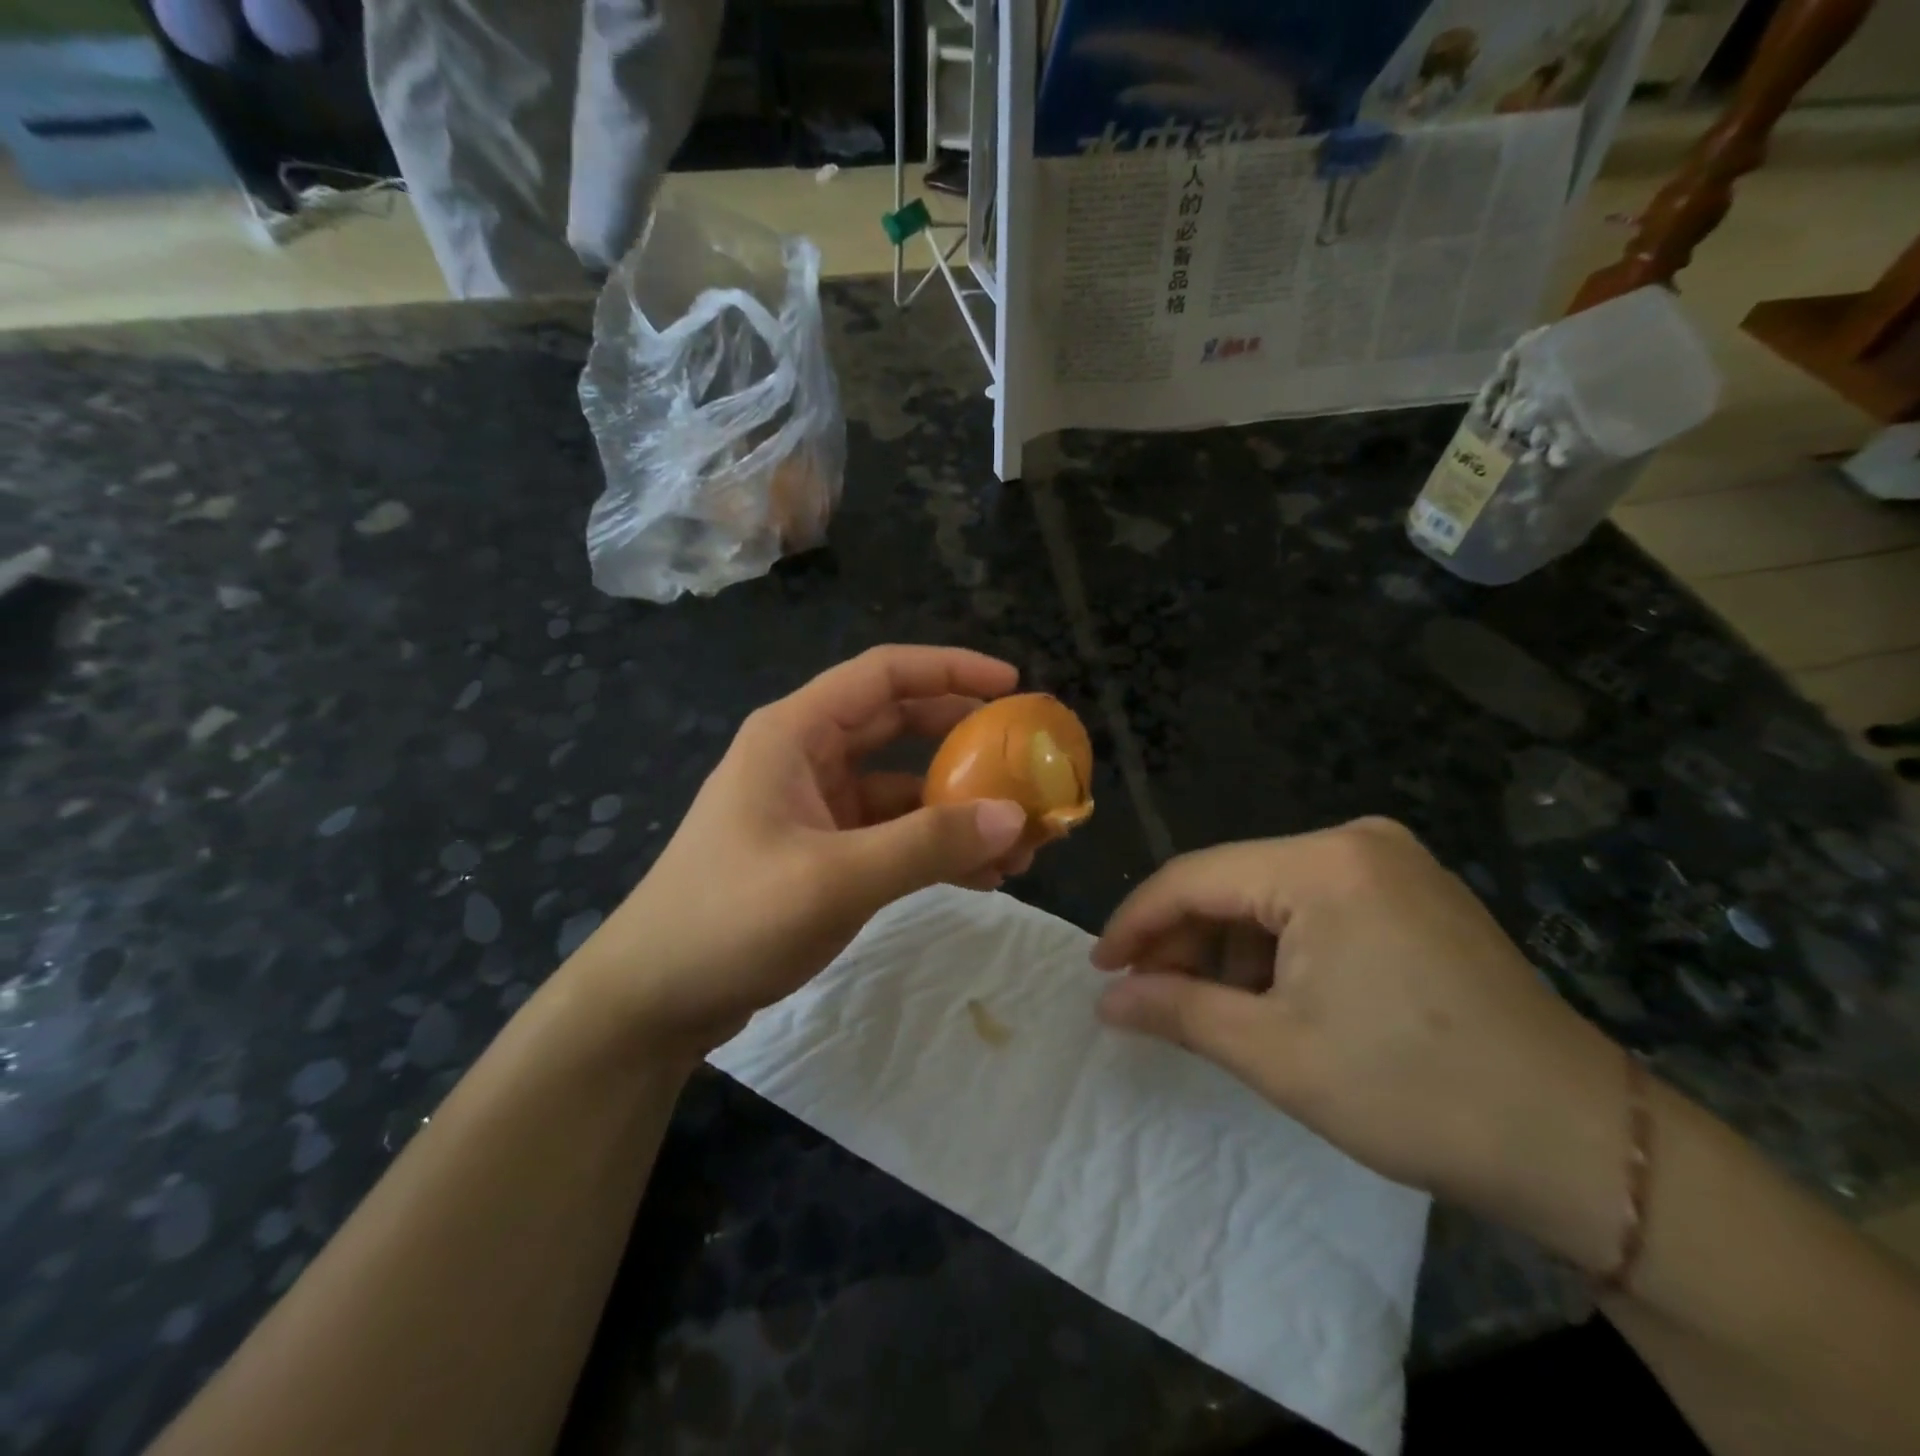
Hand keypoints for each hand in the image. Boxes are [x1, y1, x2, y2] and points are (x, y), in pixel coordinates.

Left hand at [570, 646, 1034, 1057]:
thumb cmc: (729, 919)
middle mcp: (807, 757)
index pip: (883, 674)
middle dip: (965, 741)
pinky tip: (983, 875)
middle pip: (899, 724)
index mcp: (795, 733)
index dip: (951, 669)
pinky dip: (934, 847)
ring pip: (902, 786)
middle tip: (1025, 760)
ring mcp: (816, 807)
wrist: (654, 999)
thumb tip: (1015, 816)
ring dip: (958, 806)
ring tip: (1021, 839)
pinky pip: (892, 834)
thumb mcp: (834, 878)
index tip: (1013, 685)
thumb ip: (926, 845)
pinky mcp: (824, 852)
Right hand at [1091, 818, 1631, 1271]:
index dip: (1138, 922)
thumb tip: (1106, 998)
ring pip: (1272, 895)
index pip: (1195, 877)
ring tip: (1204, 1005)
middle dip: (1184, 940)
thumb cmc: (1416, 1093)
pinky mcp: (1415, 892)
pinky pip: (1316, 906)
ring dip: (1229, 948)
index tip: (1101, 967)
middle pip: (1234, 882)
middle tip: (1146, 994)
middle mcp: (1357, 841)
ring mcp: (1393, 863)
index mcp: (1323, 864)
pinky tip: (1267, 995)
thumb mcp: (1276, 1053)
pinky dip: (1278, 948)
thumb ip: (1177, 1011)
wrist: (1586, 1146)